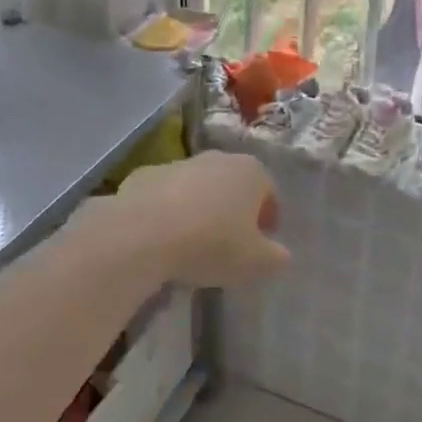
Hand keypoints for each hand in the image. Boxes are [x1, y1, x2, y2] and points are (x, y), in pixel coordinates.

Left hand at [110, 151, 289, 287]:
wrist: (141, 234)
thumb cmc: (211, 244)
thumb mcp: (256, 262)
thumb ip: (276, 257)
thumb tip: (280, 254)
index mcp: (251, 172)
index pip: (269, 194)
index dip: (268, 220)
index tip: (259, 246)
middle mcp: (217, 158)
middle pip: (233, 185)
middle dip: (233, 211)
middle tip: (228, 245)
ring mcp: (177, 164)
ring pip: (197, 188)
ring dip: (199, 210)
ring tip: (191, 245)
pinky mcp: (143, 175)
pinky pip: (164, 196)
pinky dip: (167, 212)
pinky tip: (161, 239)